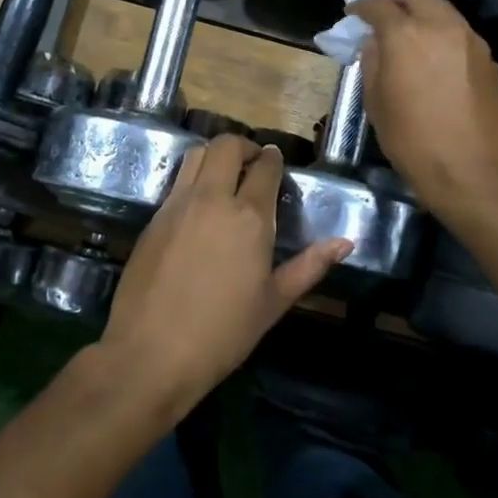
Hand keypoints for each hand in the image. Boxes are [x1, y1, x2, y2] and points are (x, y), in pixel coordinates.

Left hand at [101, 135, 350, 413]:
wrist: (151, 352)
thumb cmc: (223, 333)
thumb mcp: (274, 302)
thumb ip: (310, 266)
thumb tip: (345, 242)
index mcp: (249, 218)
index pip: (265, 167)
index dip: (273, 159)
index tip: (276, 162)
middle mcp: (213, 199)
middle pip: (226, 146)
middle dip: (244, 145)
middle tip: (253, 163)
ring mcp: (178, 204)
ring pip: (197, 154)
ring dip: (215, 155)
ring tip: (226, 176)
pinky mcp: (154, 218)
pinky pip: (177, 180)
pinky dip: (194, 176)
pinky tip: (201, 203)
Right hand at [349, 0, 497, 213]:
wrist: (470, 170)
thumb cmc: (411, 140)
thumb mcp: (375, 103)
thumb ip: (372, 62)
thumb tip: (374, 43)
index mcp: (405, 35)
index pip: (378, 4)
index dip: (361, 5)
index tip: (353, 13)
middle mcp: (440, 26)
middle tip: (381, 10)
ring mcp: (469, 39)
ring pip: (442, 8)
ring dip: (421, 12)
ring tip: (407, 35)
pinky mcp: (488, 57)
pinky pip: (458, 32)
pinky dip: (440, 34)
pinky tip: (433, 59)